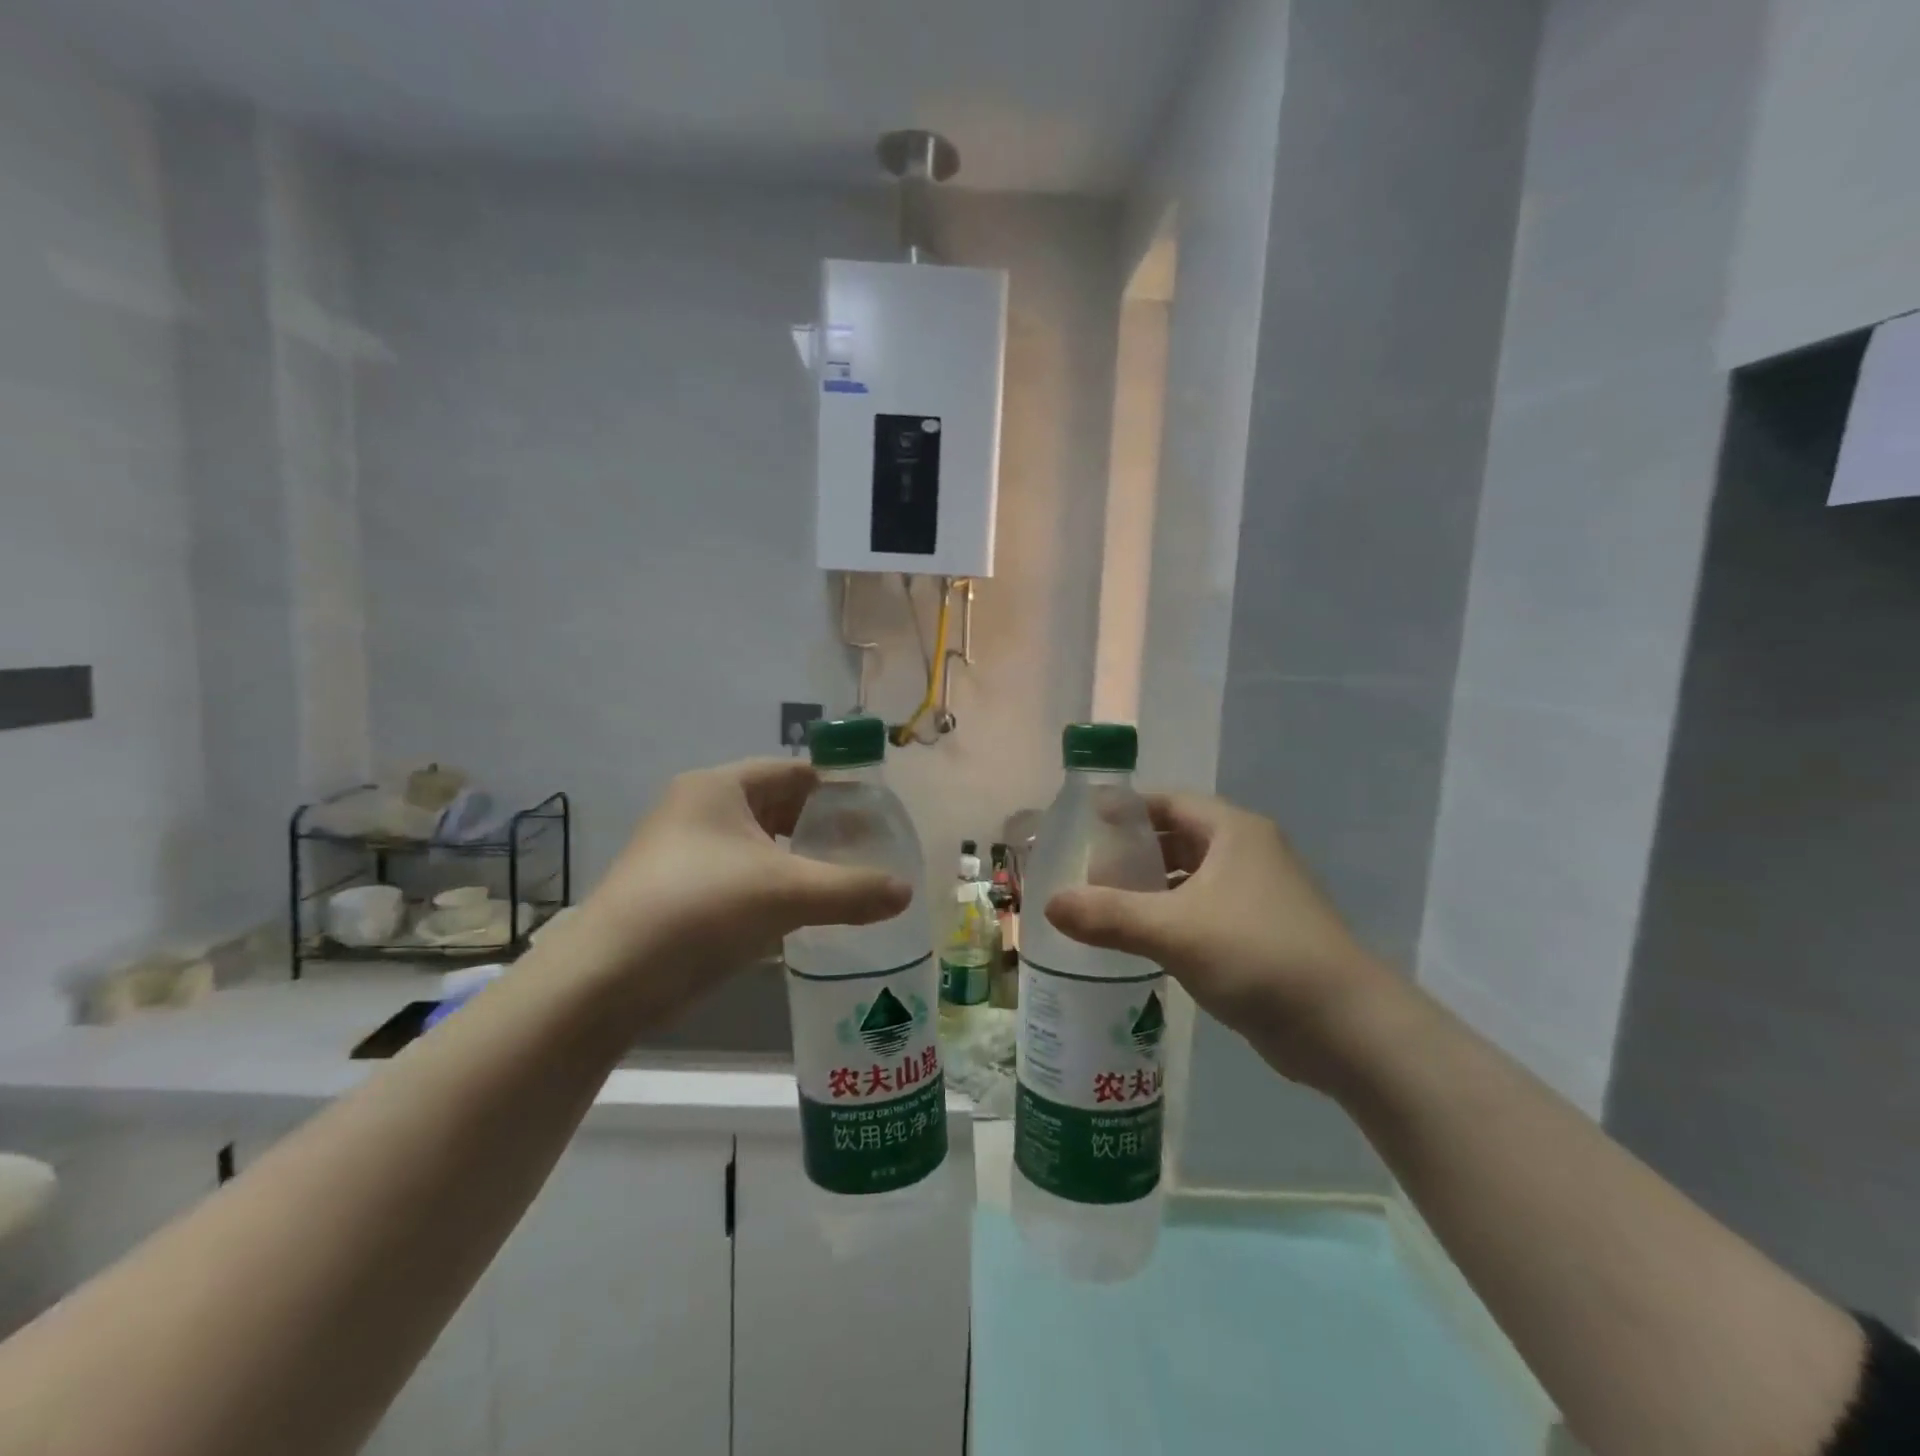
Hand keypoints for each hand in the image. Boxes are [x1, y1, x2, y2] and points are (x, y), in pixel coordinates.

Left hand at [565, 760, 911, 1018]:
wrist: (607, 980)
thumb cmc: (700, 909)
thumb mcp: (786, 893)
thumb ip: (852, 889)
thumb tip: (906, 892)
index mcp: (719, 788)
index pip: (794, 773)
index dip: (838, 789)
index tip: (877, 816)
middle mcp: (699, 809)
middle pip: (778, 807)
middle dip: (822, 827)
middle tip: (868, 851)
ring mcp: (686, 852)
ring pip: (760, 845)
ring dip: (800, 860)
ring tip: (845, 881)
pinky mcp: (681, 890)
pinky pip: (742, 876)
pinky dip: (775, 886)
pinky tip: (804, 912)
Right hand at [1045, 794, 1403, 1090]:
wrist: (1346, 1027)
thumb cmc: (1258, 956)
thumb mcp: (1174, 930)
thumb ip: (1108, 915)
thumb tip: (1049, 904)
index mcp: (1232, 832)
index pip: (1167, 803)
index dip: (1125, 810)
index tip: (1083, 825)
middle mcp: (1247, 853)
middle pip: (1177, 837)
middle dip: (1132, 852)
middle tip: (1085, 869)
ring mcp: (1257, 895)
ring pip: (1190, 878)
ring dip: (1150, 888)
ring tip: (1103, 905)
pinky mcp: (1260, 934)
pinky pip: (1203, 911)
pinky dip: (1170, 917)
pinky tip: (1140, 940)